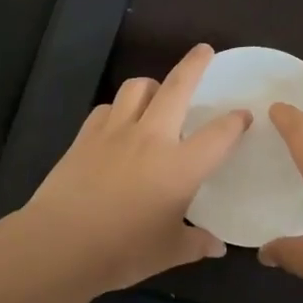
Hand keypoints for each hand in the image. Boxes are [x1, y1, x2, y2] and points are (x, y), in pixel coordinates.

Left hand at [19, 44, 250, 294]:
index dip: (235, 122)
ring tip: (157, 94)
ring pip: (137, 88)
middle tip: (204, 51)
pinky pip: (107, 109)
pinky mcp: (85, 136)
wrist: (59, 244)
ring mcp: (115, 132)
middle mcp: (151, 138)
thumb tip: (216, 245)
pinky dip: (118, 110)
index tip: (243, 115)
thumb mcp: (168, 252)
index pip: (219, 134)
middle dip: (195, 65)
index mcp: (180, 166)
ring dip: (152, 85)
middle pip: (177, 87)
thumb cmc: (122, 251)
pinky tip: (119, 124)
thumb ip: (195, 243)